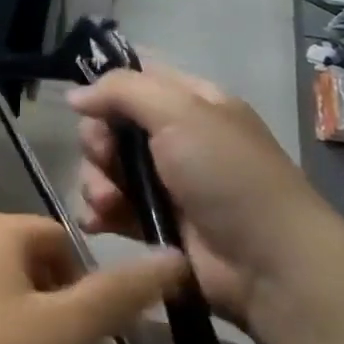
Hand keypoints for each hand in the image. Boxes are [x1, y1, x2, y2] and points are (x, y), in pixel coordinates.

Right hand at [67, 67, 342, 330]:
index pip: (136, 80)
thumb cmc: (228, 175)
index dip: (107, 91)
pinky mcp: (153, 224)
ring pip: (104, 169)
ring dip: (96, 183)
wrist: (269, 264)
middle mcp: (175, 138)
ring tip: (107, 204)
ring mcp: (164, 184)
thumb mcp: (181, 113)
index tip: (89, 108)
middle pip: (110, 127)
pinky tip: (98, 222)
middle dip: (97, 144)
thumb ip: (123, 91)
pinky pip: (109, 209)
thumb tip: (74, 95)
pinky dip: (98, 213)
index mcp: (191, 103)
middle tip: (105, 160)